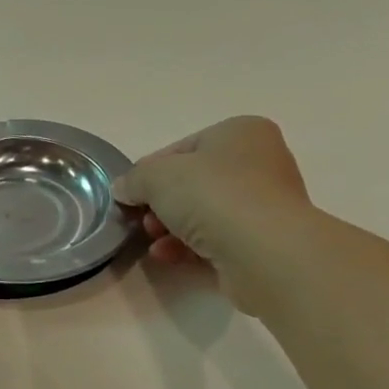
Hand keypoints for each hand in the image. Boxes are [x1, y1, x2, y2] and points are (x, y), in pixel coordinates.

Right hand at [113, 117, 315, 310]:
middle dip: (161, 204)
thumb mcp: (157, 176)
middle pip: (193, 183)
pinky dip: (189, 247)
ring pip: (204, 214)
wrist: (264, 251)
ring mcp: (264, 204)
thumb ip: (135, 179)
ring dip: (171, 228)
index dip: (150, 172)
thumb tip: (123, 188)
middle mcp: (259, 162)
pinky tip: (167, 256)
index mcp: (241, 132)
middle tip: (142, 220)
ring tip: (152, 240)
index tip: (130, 194)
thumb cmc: (213, 196)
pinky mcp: (263, 242)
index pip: (182, 149)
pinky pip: (216, 240)